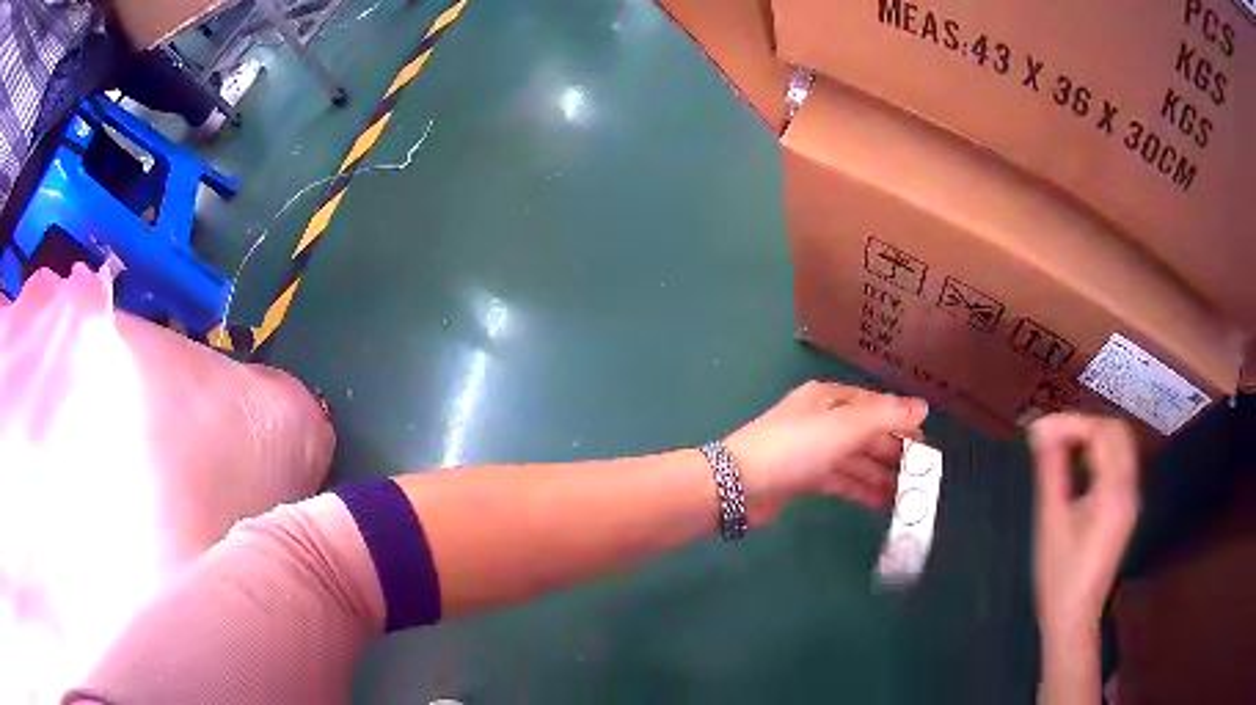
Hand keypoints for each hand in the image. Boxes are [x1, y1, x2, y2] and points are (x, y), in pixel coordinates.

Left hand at [724, 381, 928, 523]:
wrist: (737, 485)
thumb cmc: (796, 448)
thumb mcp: (846, 427)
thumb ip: (887, 416)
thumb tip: (924, 406)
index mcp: (830, 399)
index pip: (877, 407)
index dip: (904, 424)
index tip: (928, 447)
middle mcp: (823, 420)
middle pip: (868, 435)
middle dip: (896, 455)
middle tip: (923, 478)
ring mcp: (812, 451)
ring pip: (857, 461)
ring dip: (883, 477)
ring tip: (910, 498)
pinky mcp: (803, 478)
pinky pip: (842, 481)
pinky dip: (862, 490)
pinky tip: (883, 505)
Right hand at [1030, 414, 1139, 635]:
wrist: (1074, 618)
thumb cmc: (1059, 575)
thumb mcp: (1051, 522)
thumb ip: (1050, 471)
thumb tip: (1040, 430)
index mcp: (1114, 492)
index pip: (1102, 433)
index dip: (1072, 423)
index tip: (1041, 429)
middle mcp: (1130, 489)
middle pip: (1118, 433)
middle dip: (1086, 425)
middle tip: (1053, 435)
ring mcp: (1131, 499)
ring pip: (1122, 446)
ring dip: (1094, 437)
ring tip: (1062, 447)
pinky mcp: (1127, 510)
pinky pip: (1120, 465)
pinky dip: (1101, 454)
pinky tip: (1080, 467)